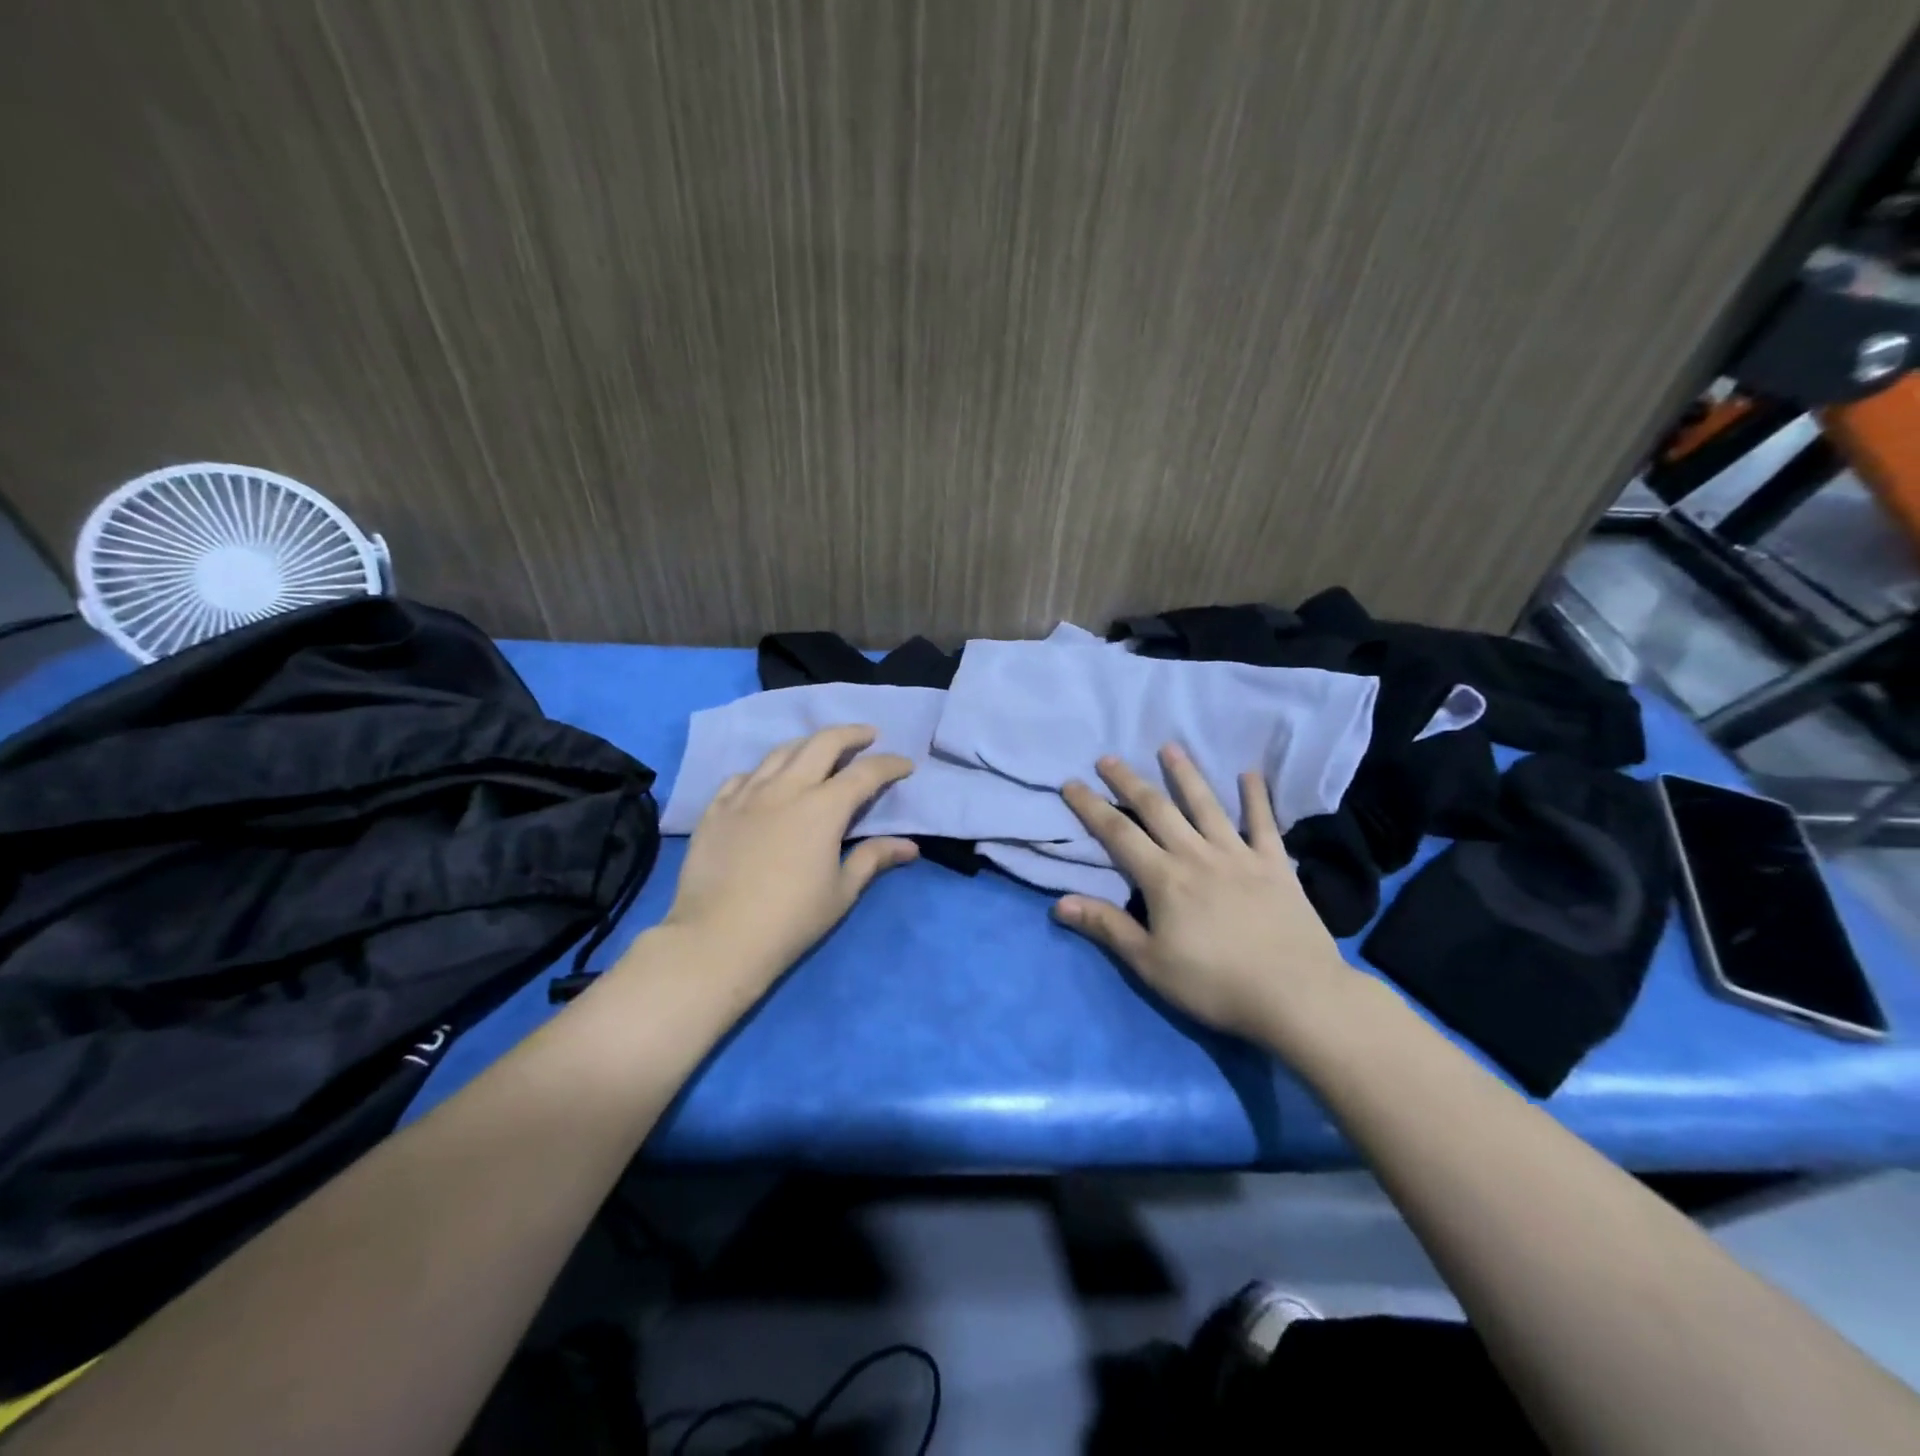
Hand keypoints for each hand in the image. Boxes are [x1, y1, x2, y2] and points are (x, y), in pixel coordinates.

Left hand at [661, 725, 918, 996]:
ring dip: (808, 744)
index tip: (905, 765)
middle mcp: (786, 789)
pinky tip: (767, 780)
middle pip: (822, 744)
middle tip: (867, 735)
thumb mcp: (841, 892)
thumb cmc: (790, 920)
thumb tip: (909, 846)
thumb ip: (873, 859)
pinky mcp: (716, 808)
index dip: (889, 764)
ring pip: (781, 752)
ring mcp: (746, 795)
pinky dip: (764, 771)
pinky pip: (743, 775)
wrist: (716, 939)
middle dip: (851, 734)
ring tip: (820, 749)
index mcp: (823, 808)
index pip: (865, 773)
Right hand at [1053, 744, 1356, 1043]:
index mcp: (1163, 878)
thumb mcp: (1149, 963)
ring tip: (1169, 747)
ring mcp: (1239, 855)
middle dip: (1128, 781)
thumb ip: (1106, 927)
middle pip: (1157, 809)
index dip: (1091, 807)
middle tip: (1109, 758)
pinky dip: (1256, 797)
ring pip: (1206, 805)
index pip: (1117, 833)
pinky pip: (1264, 823)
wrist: (1295, 996)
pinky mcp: (1275, 865)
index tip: (1071, 783)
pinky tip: (1250, 773)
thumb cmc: (1215, 984)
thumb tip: (1058, 902)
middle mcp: (1196, 855)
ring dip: (1185, 774)